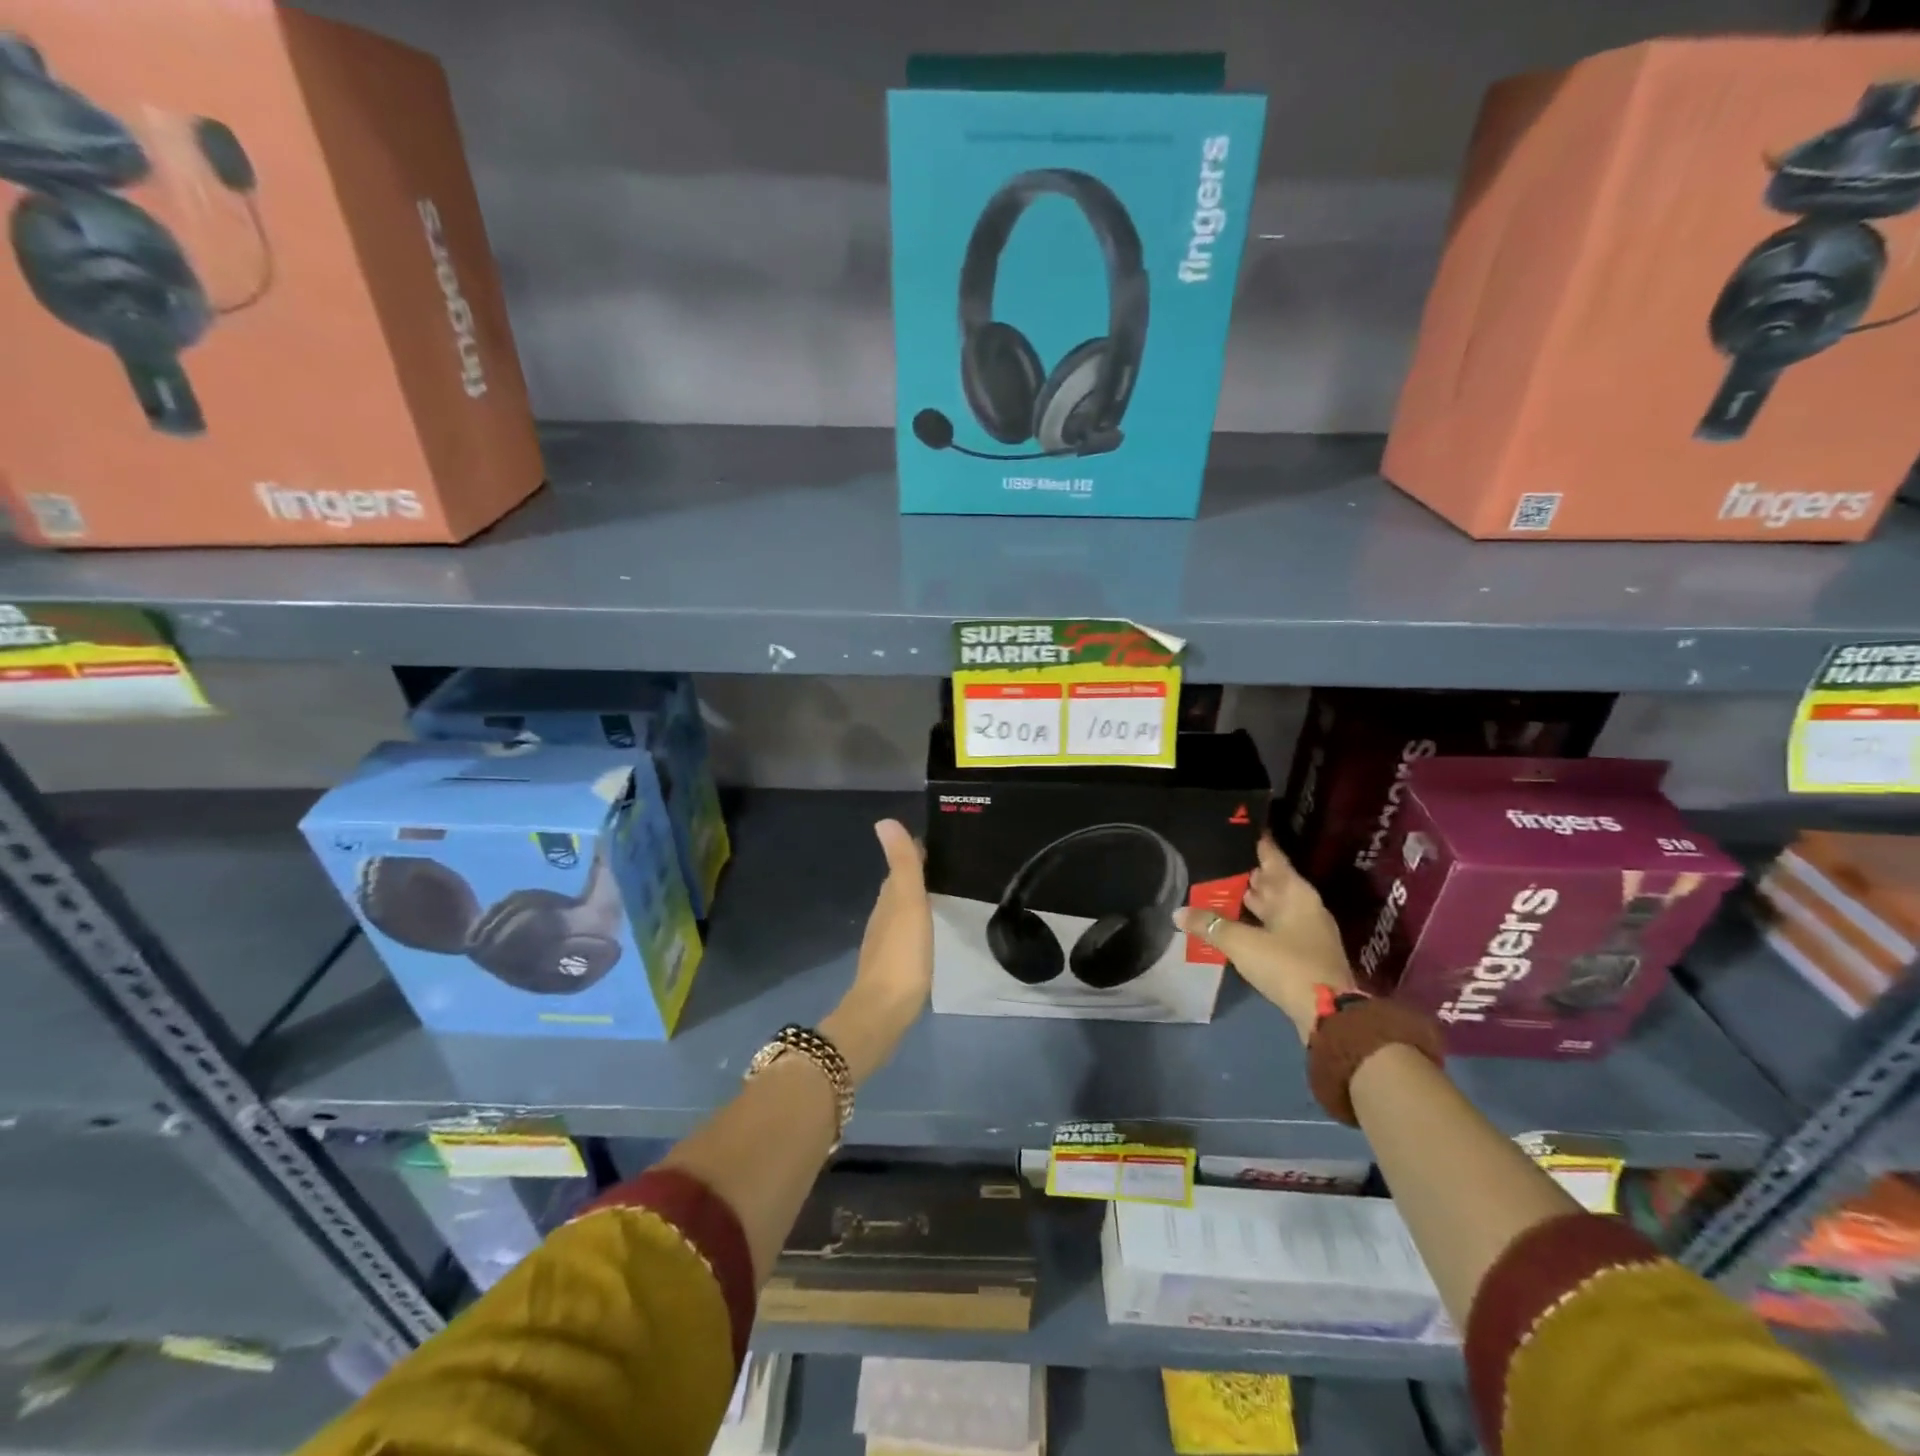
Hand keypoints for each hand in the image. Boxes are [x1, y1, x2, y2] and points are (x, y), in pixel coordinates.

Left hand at [822, 819, 931, 1083]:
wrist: (884, 1011)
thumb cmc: (901, 954)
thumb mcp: (907, 903)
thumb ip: (902, 864)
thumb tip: (884, 821)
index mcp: (889, 899)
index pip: (901, 865)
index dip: (916, 851)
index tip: (938, 840)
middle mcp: (884, 916)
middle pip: (900, 886)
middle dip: (919, 873)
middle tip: (948, 864)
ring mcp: (886, 942)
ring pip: (903, 910)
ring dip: (918, 898)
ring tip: (943, 892)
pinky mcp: (894, 964)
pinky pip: (907, 932)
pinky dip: (917, 923)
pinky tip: (929, 930)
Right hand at [1175, 835, 1353, 1042]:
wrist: (1328, 1015)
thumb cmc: (1287, 965)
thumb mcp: (1242, 943)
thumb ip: (1210, 925)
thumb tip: (1178, 913)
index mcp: (1295, 894)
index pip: (1272, 857)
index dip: (1256, 843)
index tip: (1238, 828)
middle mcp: (1304, 906)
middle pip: (1273, 882)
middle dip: (1247, 874)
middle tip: (1217, 862)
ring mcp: (1307, 931)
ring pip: (1273, 906)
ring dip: (1250, 901)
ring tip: (1219, 890)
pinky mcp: (1304, 953)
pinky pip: (1274, 927)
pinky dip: (1256, 922)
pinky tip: (1235, 924)